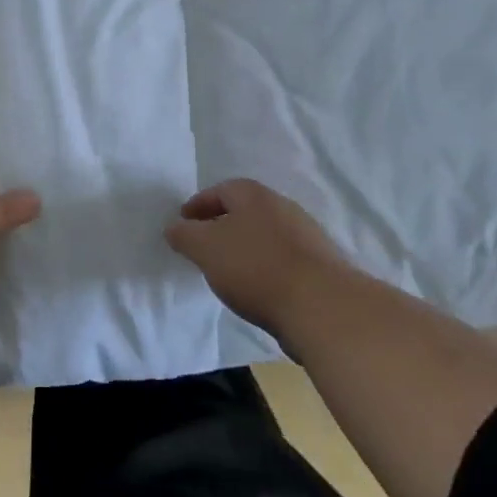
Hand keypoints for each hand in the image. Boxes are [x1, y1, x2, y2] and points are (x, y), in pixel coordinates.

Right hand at [165, 179, 356, 339]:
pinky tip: (257, 288)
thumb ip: (184, 235)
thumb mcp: (205, 248)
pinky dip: (265, 267)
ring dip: (245, 247)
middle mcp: (283, 207)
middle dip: (222, 225)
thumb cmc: (255, 267)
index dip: (198, 204)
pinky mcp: (321, 266)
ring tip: (227, 271)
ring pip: (266, 235)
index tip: (183, 222)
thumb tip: (175, 228)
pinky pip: (283, 259)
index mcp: (255, 196)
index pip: (221, 190)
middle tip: (203, 246)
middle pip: (246, 210)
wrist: (322, 306)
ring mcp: (306, 236)